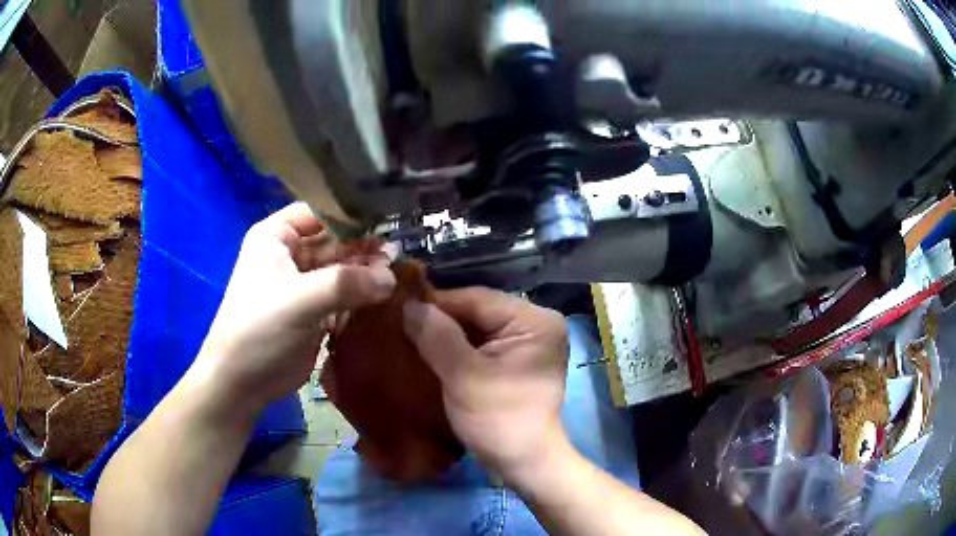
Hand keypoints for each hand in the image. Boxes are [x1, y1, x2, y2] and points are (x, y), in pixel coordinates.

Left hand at [194, 202, 395, 414]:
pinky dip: (362, 297)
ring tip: (395, 278)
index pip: (319, 211)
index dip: (350, 215)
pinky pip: (344, 295)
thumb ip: (344, 284)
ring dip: (366, 274)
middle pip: (335, 241)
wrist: (242, 383)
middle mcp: (290, 254)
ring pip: (342, 269)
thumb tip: (390, 278)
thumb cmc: (259, 330)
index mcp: (276, 237)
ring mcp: (304, 284)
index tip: (385, 223)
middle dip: (363, 248)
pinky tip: (385, 298)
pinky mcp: (315, 311)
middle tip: (397, 257)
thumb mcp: (298, 301)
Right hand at [402, 288, 568, 479]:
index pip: (478, 299)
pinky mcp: (516, 362)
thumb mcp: (464, 376)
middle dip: (440, 320)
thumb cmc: (499, 420)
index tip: (400, 309)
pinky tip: (429, 352)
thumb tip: (408, 305)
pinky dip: (456, 349)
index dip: (437, 303)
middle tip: (401, 323)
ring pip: (476, 329)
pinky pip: (481, 345)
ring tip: (409, 335)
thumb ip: (436, 336)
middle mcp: (535, 324)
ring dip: (445, 334)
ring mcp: (527, 344)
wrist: (524, 463)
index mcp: (534, 321)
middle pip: (478, 312)